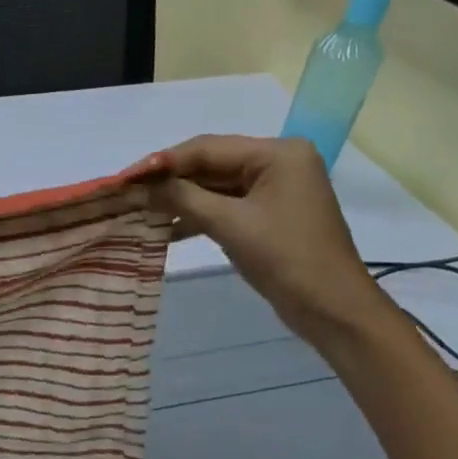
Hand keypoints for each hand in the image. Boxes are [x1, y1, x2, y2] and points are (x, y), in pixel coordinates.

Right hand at [147, 135, 398, 349]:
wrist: (332, 309)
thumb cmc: (286, 259)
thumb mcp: (231, 224)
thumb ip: (183, 198)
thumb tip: (141, 187)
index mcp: (278, 153)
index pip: (207, 148)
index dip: (162, 162)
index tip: (124, 178)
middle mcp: (277, 162)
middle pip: (209, 164)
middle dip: (168, 180)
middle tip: (126, 193)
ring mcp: (273, 189)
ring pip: (213, 186)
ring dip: (178, 199)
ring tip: (139, 210)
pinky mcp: (266, 215)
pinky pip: (223, 206)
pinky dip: (196, 216)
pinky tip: (165, 229)